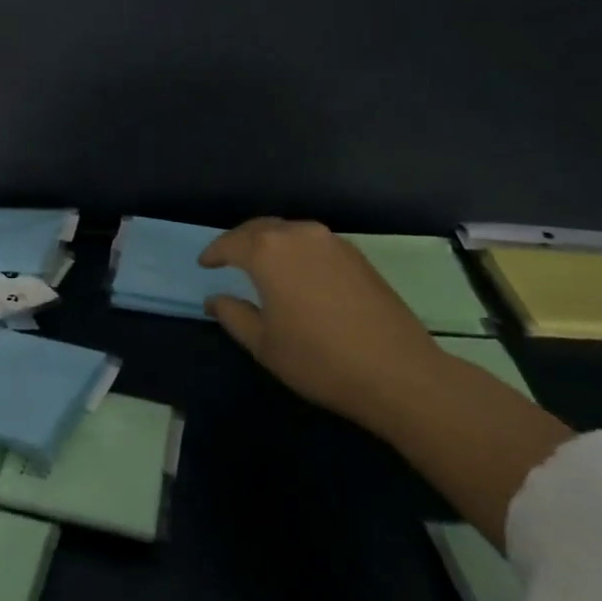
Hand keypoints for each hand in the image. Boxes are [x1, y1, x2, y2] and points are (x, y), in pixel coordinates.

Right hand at [201, 218, 445, 425]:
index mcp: (268, 251)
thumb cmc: (319, 359)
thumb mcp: (264, 344)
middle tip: (228, 259)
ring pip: (289, 232)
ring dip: (270, 243)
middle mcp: (298, 234)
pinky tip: (298, 273)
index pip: (231, 243)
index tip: (204, 264)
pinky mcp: (356, 255)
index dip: (214, 253)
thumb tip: (215, 299)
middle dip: (240, 241)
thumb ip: (233, 315)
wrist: (397, 372)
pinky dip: (296, 251)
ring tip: (261, 264)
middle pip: (259, 228)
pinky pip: (313, 243)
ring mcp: (332, 241)